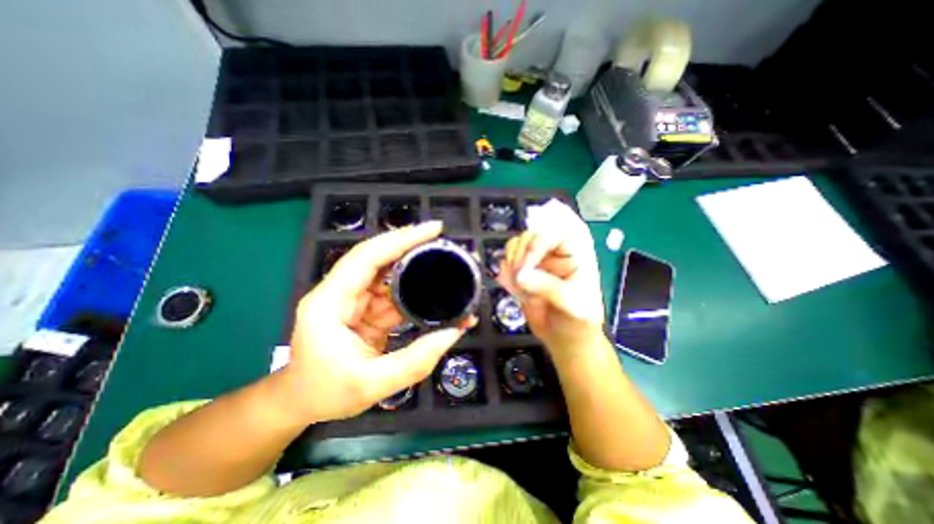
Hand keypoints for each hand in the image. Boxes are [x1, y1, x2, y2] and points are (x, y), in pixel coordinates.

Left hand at [283, 222, 474, 424]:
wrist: (301, 402)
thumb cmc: (326, 393)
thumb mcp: (372, 384)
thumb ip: (415, 361)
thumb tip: (453, 332)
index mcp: (330, 302)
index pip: (366, 257)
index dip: (399, 239)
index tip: (432, 229)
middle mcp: (341, 292)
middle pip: (378, 258)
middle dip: (410, 244)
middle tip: (442, 239)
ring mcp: (354, 299)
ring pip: (388, 274)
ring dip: (414, 266)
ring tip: (443, 262)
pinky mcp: (366, 309)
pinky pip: (392, 293)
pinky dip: (413, 291)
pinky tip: (432, 290)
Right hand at [495, 210, 606, 353]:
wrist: (566, 339)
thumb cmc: (579, 321)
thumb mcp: (571, 304)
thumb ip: (548, 287)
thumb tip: (520, 275)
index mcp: (573, 253)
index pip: (553, 234)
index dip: (535, 245)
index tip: (524, 267)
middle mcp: (553, 253)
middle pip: (529, 236)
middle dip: (519, 254)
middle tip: (517, 277)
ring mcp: (536, 262)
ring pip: (515, 246)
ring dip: (509, 262)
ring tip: (515, 284)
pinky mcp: (522, 274)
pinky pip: (507, 264)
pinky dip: (504, 272)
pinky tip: (510, 287)